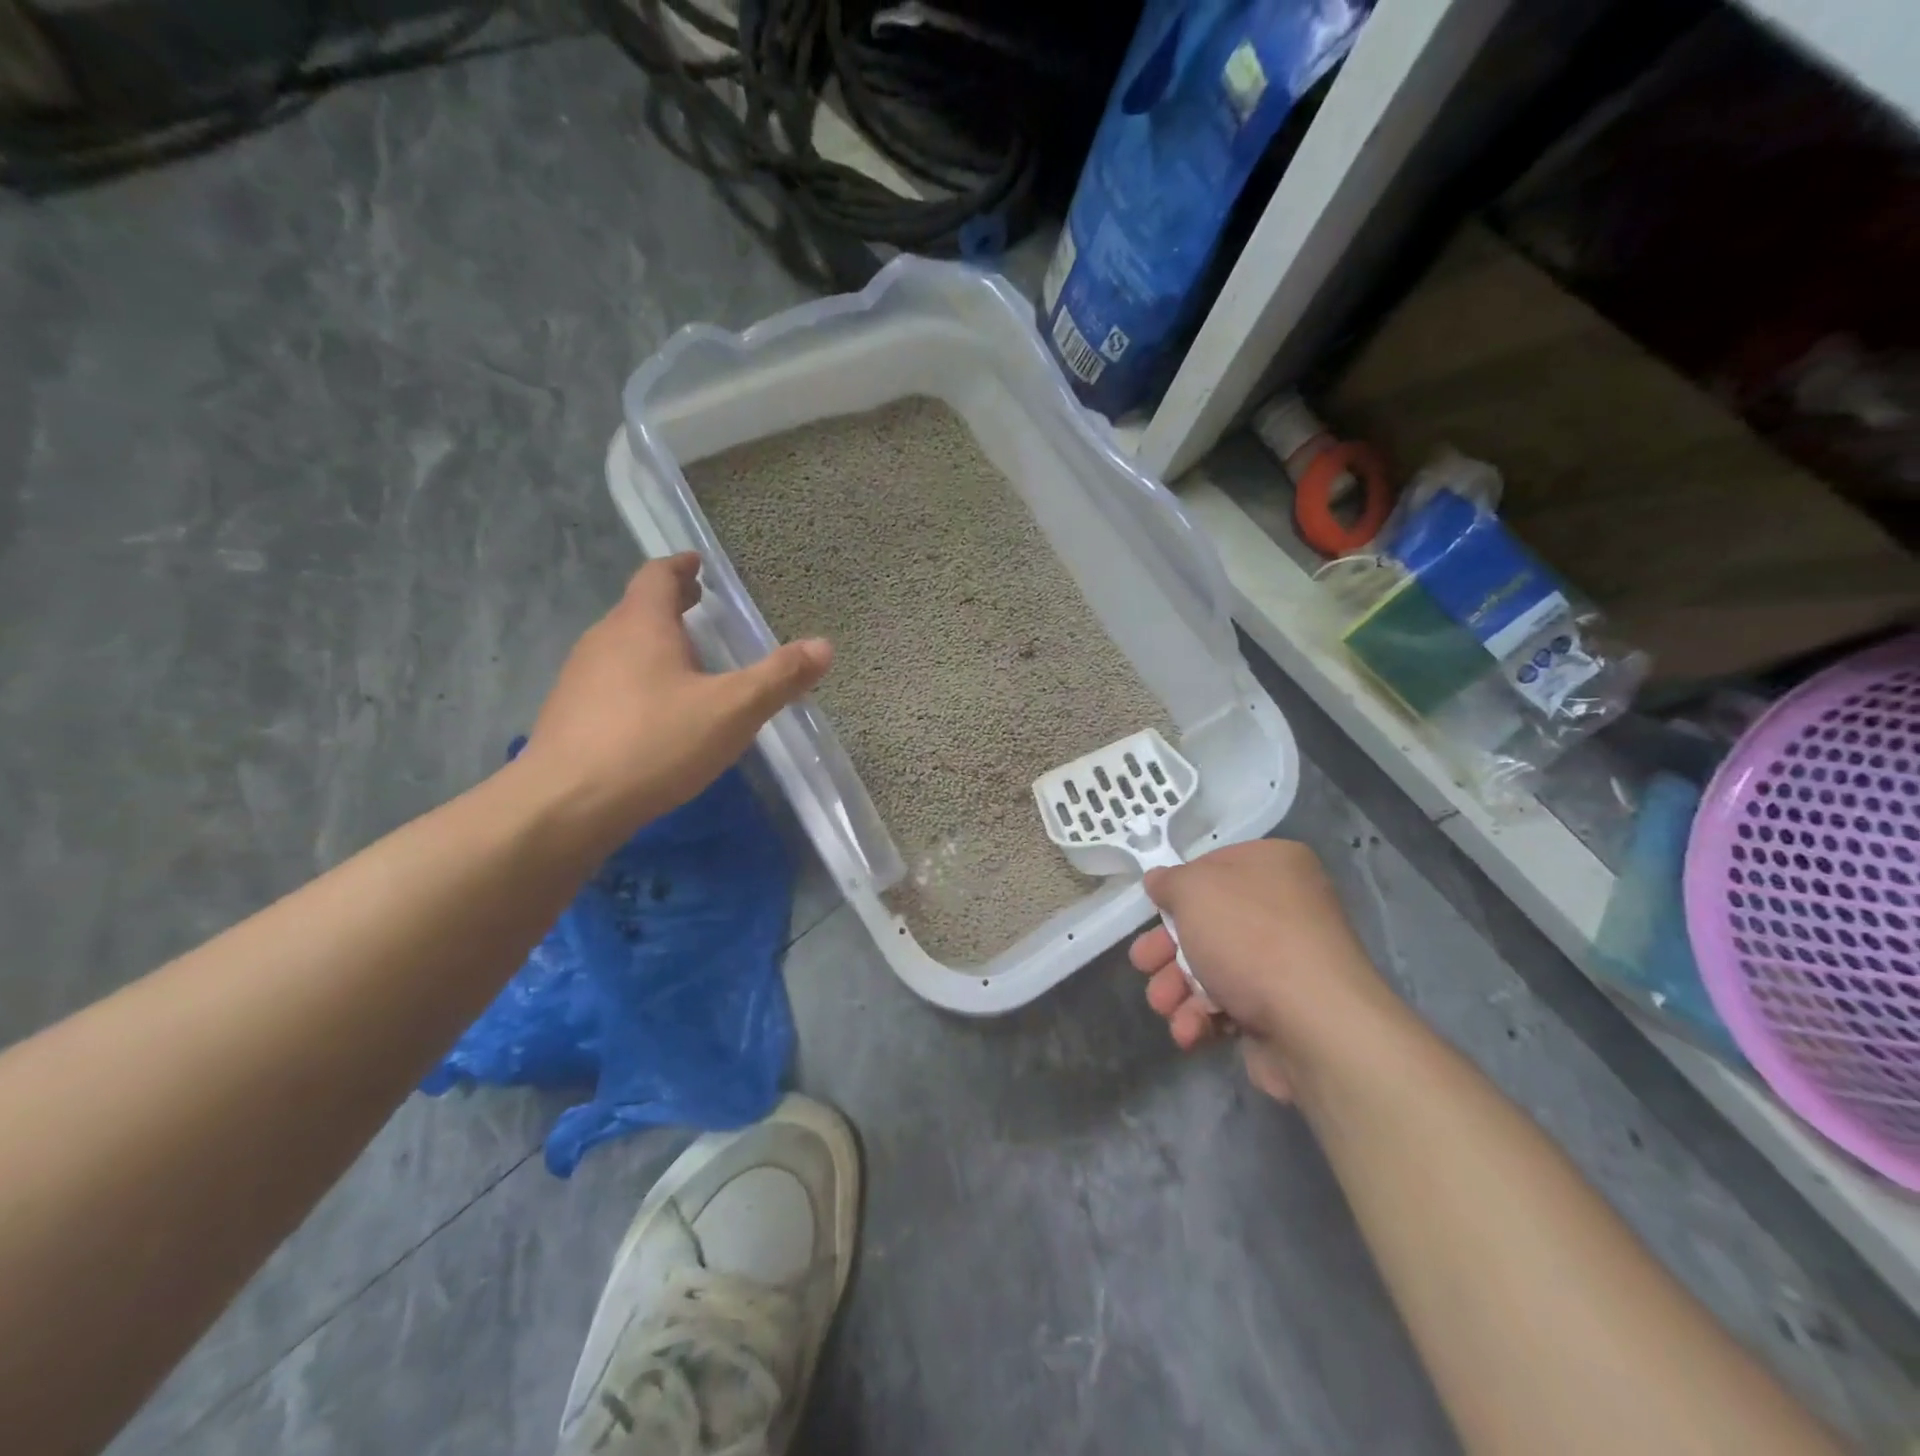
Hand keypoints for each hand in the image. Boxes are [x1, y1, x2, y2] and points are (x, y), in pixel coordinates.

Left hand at [519, 553, 831, 850]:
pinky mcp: (568, 716)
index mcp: (641, 625)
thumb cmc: (655, 743)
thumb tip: (824, 646)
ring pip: (621, 647)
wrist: (565, 805)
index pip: (657, 576)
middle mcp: (603, 640)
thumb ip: (779, 677)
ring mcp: (579, 679)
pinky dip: (636, 679)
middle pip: (638, 609)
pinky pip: (609, 682)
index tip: (697, 564)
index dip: (680, 567)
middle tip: (698, 608)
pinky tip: (654, 713)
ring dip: (653, 644)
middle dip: (670, 606)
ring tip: (685, 662)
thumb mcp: (732, 710)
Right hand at [1129, 839, 1398, 1102]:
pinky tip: (1190, 1030)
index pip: (1214, 867)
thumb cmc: (1251, 938)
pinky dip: (1202, 1017)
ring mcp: (1285, 963)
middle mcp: (1285, 909)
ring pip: (1210, 968)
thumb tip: (1158, 880)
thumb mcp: (1194, 890)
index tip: (1154, 910)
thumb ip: (1170, 882)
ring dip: (1175, 989)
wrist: (1315, 1025)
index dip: (1179, 891)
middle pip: (1206, 924)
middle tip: (1143, 964)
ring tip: (1164, 1005)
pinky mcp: (1280, 1011)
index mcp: (1274, 866)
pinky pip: (1228, 1006)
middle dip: (1166, 950)